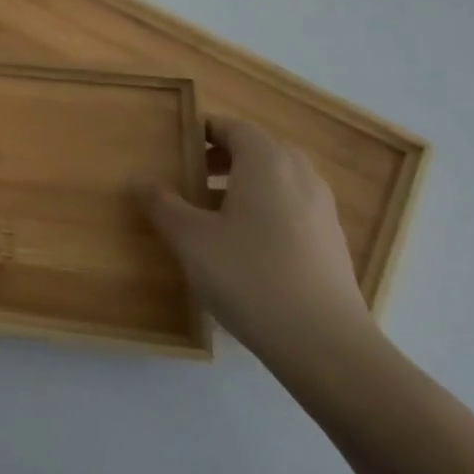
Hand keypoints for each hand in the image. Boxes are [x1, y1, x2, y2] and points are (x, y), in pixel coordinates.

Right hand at [149, 116, 376, 369]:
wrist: (325, 345)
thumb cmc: (249, 276)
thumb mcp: (190, 238)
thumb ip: (162, 204)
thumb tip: (141, 182)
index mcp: (266, 161)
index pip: (232, 127)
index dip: (202, 132)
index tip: (175, 148)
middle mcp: (300, 175)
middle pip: (258, 149)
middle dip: (223, 157)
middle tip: (190, 177)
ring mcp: (322, 210)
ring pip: (278, 180)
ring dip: (244, 184)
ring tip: (212, 213)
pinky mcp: (332, 243)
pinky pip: (293, 208)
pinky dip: (266, 210)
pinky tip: (244, 247)